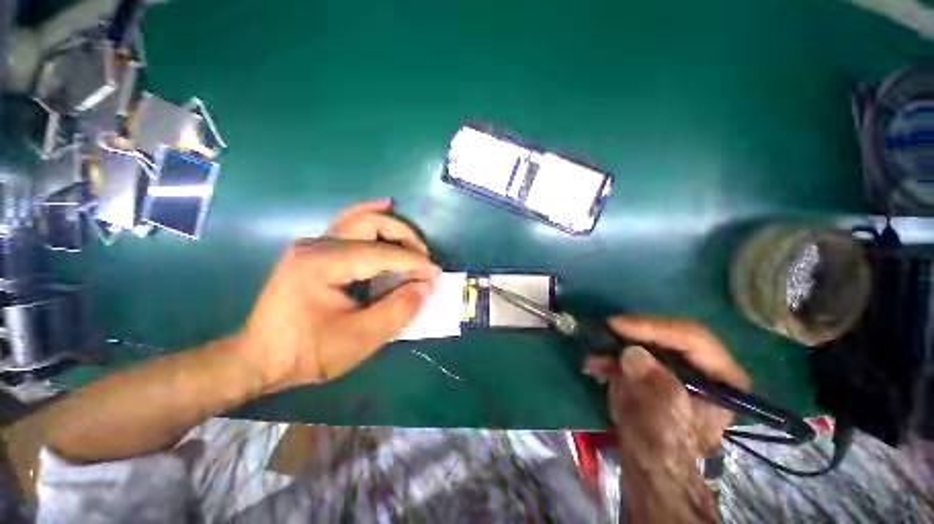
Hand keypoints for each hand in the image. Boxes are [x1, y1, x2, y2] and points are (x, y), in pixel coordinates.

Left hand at [237, 200, 439, 392]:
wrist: (261, 358)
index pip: (382, 254)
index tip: (435, 274)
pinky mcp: (315, 250)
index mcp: (323, 264)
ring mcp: (313, 244)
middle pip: (372, 223)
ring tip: (415, 242)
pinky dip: (371, 216)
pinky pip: (349, 225)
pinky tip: (385, 206)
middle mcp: (317, 244)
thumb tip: (425, 286)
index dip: (414, 263)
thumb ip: (398, 309)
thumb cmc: (308, 352)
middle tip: (424, 260)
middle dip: (405, 238)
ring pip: (361, 219)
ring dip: (393, 228)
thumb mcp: (360, 339)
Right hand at [584, 316, 749, 522]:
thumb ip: (654, 389)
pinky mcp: (653, 371)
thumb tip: (632, 354)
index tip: (617, 325)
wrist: (648, 468)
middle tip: (604, 331)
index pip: (693, 339)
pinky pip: (632, 355)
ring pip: (647, 343)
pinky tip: (594, 366)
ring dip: (617, 346)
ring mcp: (676, 369)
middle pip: (668, 336)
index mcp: (721, 379)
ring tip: (594, 356)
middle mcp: (702, 367)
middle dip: (633, 335)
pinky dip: (612, 358)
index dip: (654, 328)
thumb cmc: (663, 451)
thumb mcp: (663, 425)